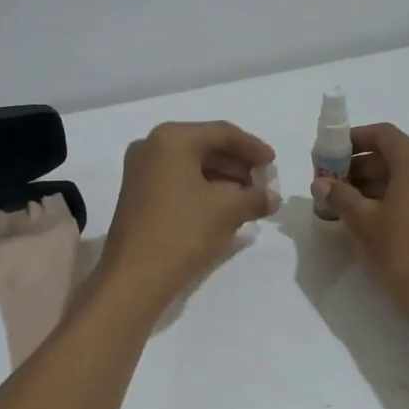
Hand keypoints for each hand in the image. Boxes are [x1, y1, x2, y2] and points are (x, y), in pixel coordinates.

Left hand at [99, 121, 278, 304]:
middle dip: (238, 165)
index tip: (273, 164)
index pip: (222, 133)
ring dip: (222, 179)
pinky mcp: (137, 194)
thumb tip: (271, 197)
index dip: (253, 147)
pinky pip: (178, 180)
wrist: (135, 276)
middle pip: (205, 146)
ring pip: (191, 165)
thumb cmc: (183, 231)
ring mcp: (140, 170)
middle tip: (263, 184)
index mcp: (172, 138)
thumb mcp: (228, 210)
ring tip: (248, 199)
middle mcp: (151, 146)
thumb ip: (255, 197)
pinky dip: (203, 189)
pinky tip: (224, 207)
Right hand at [320, 123, 408, 325]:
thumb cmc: (402, 252)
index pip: (382, 135)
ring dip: (379, 185)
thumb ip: (339, 196)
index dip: (352, 141)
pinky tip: (378, 221)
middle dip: (362, 168)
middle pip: (396, 155)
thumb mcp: (362, 222)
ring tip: (350, 208)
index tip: (330, 155)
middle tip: (334, 187)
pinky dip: (400, 198)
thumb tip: (322, 184)